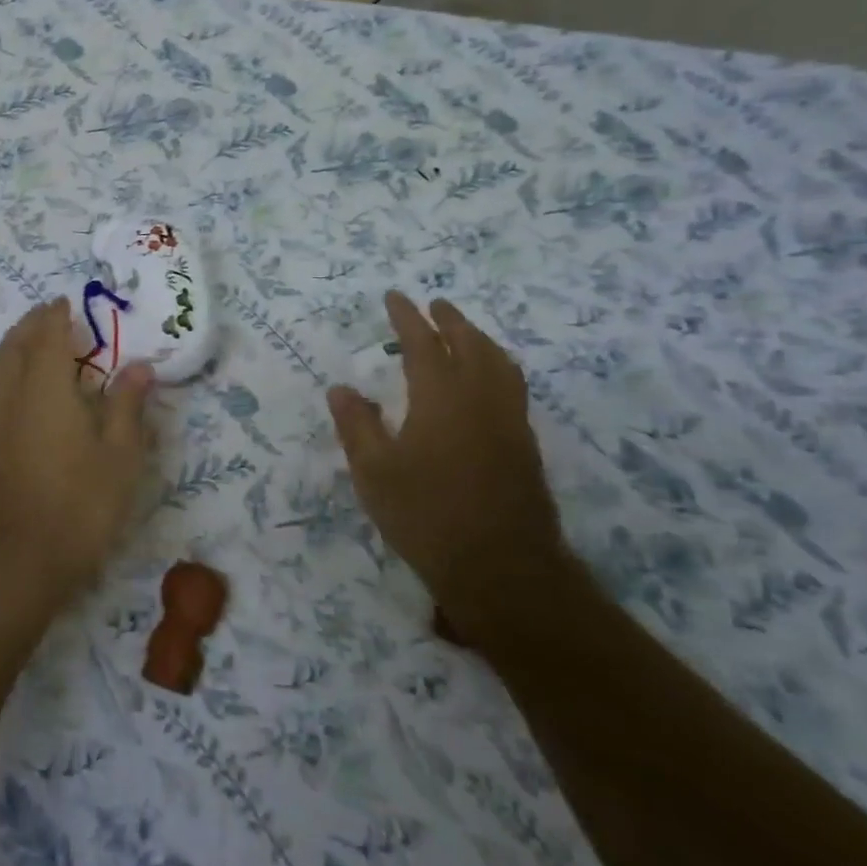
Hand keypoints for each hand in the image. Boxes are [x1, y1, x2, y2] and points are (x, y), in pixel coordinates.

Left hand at [0, 299, 156, 600]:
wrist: (15, 560)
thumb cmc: (79, 505)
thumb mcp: (120, 456)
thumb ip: (127, 405)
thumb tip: (138, 366)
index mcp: (45, 387)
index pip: (47, 335)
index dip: (56, 315)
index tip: (65, 302)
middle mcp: (9, 393)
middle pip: (15, 344)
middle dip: (31, 324)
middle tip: (48, 314)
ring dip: (13, 345)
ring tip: (30, 341)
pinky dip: (2, 371)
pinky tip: (14, 388)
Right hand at [327, 293, 569, 643]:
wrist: (503, 569)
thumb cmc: (427, 516)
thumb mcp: (374, 472)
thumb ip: (357, 425)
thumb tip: (342, 388)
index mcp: (441, 396)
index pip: (422, 342)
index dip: (407, 317)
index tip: (395, 296)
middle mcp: (480, 397)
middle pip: (469, 343)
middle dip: (449, 319)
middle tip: (433, 304)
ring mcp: (509, 420)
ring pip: (499, 362)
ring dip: (478, 338)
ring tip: (463, 332)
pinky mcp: (524, 444)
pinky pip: (512, 385)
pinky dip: (496, 365)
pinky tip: (487, 381)